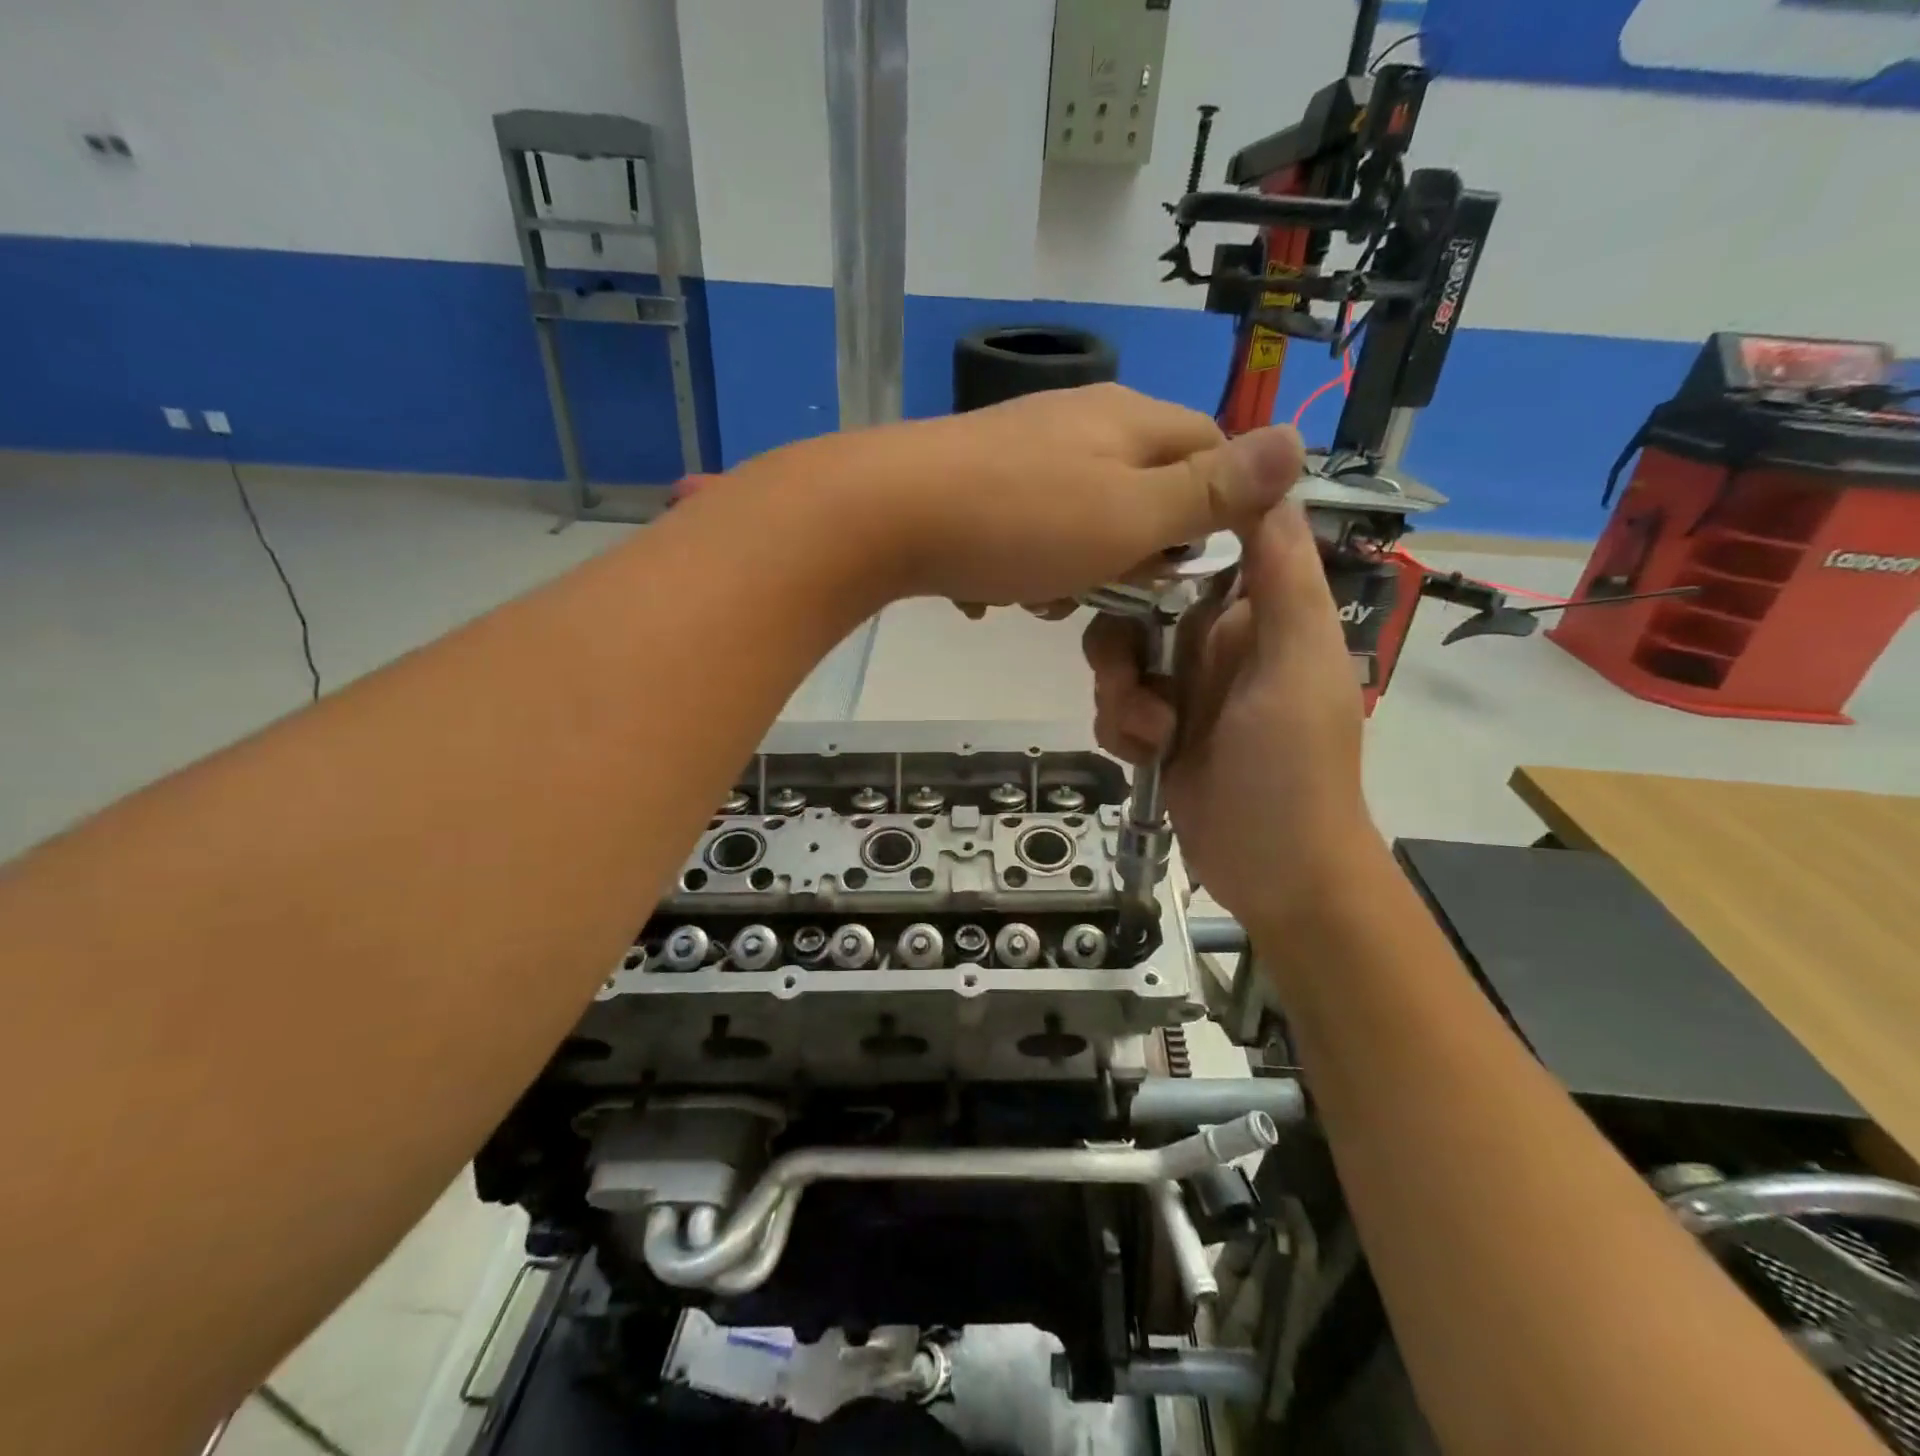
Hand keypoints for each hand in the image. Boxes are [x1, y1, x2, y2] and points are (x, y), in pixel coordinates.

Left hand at [742, 384, 1302, 607]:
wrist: (887, 515)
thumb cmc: (1021, 521)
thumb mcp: (1130, 514)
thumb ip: (1210, 489)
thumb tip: (1298, 441)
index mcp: (1129, 420)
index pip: (1210, 450)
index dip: (1214, 512)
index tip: (1190, 568)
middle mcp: (1080, 421)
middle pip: (1143, 489)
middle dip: (1133, 551)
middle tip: (1107, 589)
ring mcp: (1023, 450)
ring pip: (1082, 517)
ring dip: (1074, 570)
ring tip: (1042, 597)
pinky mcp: (977, 482)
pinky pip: (1027, 528)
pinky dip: (1023, 564)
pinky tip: (996, 589)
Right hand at [1084, 499, 1377, 930]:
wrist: (1275, 870)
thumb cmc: (1293, 764)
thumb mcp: (1296, 662)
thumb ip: (1283, 576)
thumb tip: (1270, 480)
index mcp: (1257, 616)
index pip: (1199, 552)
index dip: (1159, 549)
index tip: (1122, 558)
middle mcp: (1216, 644)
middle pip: (1139, 607)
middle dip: (1122, 644)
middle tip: (1134, 681)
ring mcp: (1183, 690)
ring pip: (1118, 660)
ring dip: (1120, 695)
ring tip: (1150, 735)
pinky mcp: (1157, 733)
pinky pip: (1115, 707)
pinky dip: (1119, 728)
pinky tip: (1145, 757)